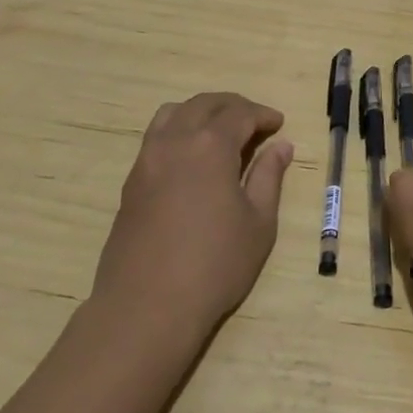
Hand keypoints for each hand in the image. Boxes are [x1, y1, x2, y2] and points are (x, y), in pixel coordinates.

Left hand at [90, 93, 292, 341]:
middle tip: (255, 122)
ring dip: (201, 113)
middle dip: (233, 106)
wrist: (145, 308)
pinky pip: (156, 137)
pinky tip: (193, 159)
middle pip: (204, 104)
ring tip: (220, 132)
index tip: (279, 124)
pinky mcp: (131, 182)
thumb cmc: (214, 265)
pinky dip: (179, 131)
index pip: (239, 113)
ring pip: (173, 114)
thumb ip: (269, 177)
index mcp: (210, 146)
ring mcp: (147, 160)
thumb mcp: (258, 223)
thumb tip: (281, 146)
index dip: (262, 114)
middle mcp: (175, 141)